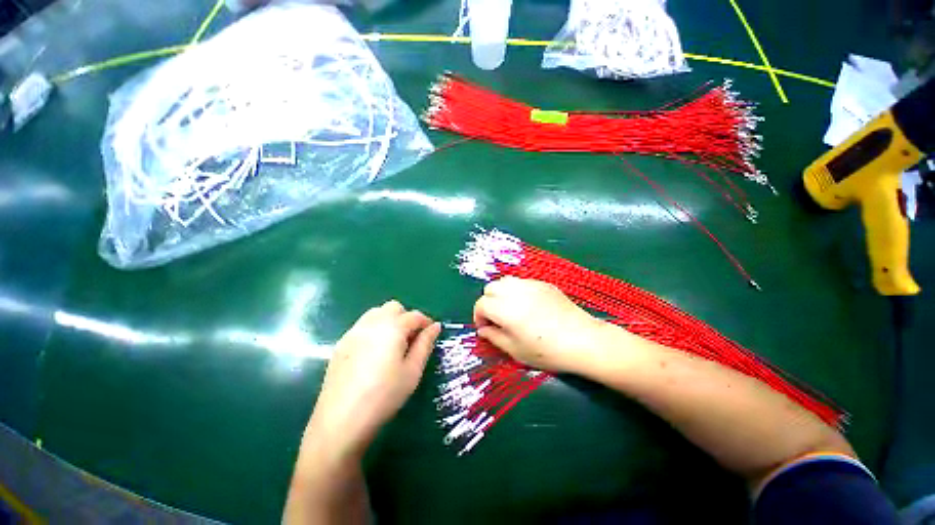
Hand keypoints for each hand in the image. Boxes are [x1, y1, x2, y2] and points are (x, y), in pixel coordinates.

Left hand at [305, 300, 440, 458]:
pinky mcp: (341, 343)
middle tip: (411, 339)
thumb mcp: (412, 371)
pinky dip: (374, 329)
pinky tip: (374, 352)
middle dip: (406, 317)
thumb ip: (425, 344)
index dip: (426, 322)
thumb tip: (435, 326)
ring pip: (376, 313)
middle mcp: (372, 323)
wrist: (341, 420)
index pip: (414, 315)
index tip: (431, 334)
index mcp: (392, 327)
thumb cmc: (384, 395)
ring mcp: (354, 332)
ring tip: (393, 343)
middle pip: (394, 307)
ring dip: (389, 320)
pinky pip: (362, 325)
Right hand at [473, 277, 609, 373]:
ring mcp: (530, 284)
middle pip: (490, 288)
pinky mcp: (543, 284)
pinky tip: (529, 306)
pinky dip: (517, 291)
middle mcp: (514, 291)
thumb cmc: (546, 351)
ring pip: (505, 281)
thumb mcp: (515, 350)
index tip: (485, 328)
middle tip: (497, 318)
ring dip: (501, 294)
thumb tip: (483, 330)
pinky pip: (522, 282)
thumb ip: (494, 337)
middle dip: (488, 302)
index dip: (478, 317)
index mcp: (504, 309)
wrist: (582, 340)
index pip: (481, 304)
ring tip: (510, 310)